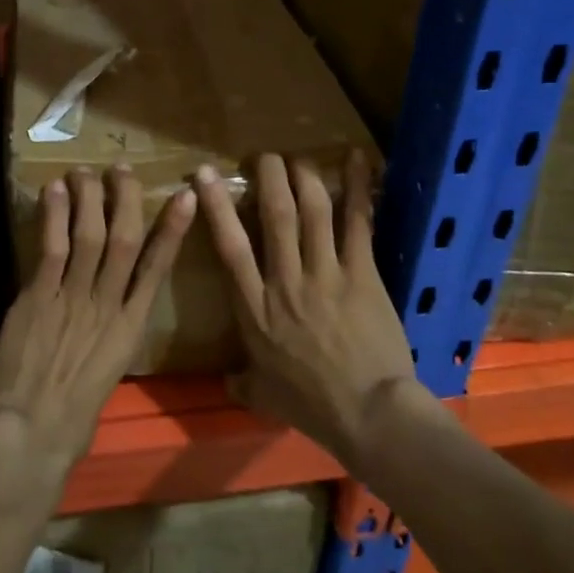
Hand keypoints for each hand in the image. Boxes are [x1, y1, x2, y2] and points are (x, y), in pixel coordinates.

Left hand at [0, 166, 195, 476]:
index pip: (157, 268)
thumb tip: (107, 313)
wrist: (34, 433)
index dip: (173, 230)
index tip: (186, 197)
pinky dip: (55, 217)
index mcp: (130, 328)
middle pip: (125, 240)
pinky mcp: (40, 298)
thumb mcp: (106, 373)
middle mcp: (108, 305)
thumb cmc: (72, 417)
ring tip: (84, 172)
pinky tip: (55, 190)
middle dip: (125, 200)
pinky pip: (52, 249)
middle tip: (120, 170)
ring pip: (90, 236)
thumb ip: (108, 336)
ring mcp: (74, 299)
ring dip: (88, 199)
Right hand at [194, 151, 431, 464]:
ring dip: (304, 177)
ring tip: (298, 157)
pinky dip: (358, 189)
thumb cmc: (313, 407)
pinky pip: (358, 223)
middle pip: (274, 216)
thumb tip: (227, 381)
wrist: (370, 416)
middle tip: (264, 156)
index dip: (217, 206)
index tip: (204, 176)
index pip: (230, 247)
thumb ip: (242, 382)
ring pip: (312, 212)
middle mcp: (285, 281)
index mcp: (255, 309)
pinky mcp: (362, 274)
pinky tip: (358, 160)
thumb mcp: (265, 396)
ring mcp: (325, 274)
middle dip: (268, 178)